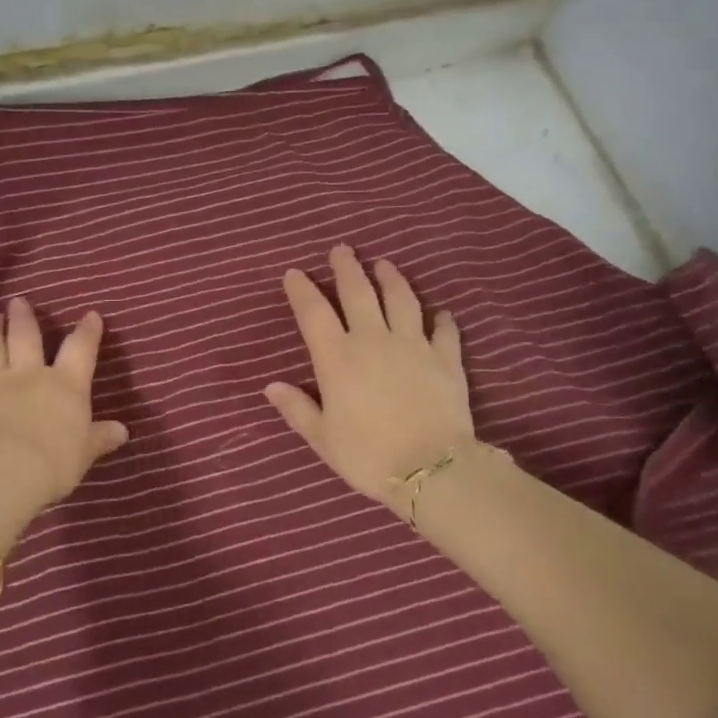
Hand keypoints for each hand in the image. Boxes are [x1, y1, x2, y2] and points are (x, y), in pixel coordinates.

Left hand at [0, 298, 128, 554]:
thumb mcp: (84, 454)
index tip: (91, 315)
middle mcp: (28, 375)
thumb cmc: (52, 463)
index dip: (87, 332)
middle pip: (26, 338)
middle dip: (24, 318)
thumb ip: (100, 438)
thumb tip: (123, 430)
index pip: (80, 350)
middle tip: (18, 301)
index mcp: (65, 385)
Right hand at [265, 245, 475, 516]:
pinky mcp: (446, 358)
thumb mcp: (322, 438)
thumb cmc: (368, 455)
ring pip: (401, 299)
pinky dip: (441, 318)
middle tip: (342, 249)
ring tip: (384, 264)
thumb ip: (297, 409)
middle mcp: (373, 340)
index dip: (301, 290)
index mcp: (337, 358)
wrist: (431, 469)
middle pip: (358, 292)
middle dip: (347, 267)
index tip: (294, 273)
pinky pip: (444, 330)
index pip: (313, 312)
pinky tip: (440, 312)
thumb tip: (271, 386)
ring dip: (391, 278)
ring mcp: (413, 345)